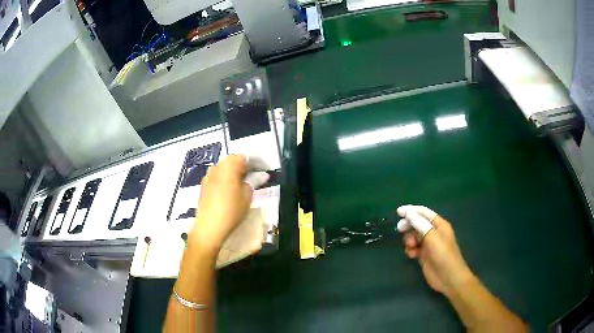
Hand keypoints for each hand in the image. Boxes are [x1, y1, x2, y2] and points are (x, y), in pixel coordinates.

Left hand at [188, 154, 268, 253]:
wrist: (209, 227)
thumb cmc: (231, 210)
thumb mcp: (247, 196)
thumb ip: (254, 181)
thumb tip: (262, 174)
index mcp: (229, 165)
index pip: (245, 157)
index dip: (257, 162)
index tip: (266, 169)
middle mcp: (217, 167)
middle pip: (233, 161)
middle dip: (245, 166)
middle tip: (257, 176)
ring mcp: (208, 176)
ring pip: (224, 168)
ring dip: (235, 172)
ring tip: (244, 183)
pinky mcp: (204, 186)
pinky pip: (218, 177)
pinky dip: (226, 179)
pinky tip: (231, 189)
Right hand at [397, 205, 473, 295]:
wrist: (448, 277)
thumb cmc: (443, 254)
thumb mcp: (432, 237)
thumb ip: (420, 224)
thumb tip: (409, 212)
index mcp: (439, 224)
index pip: (424, 213)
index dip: (411, 210)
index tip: (398, 212)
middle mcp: (434, 232)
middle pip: (417, 224)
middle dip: (409, 225)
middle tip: (400, 229)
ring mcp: (429, 244)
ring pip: (414, 236)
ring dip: (409, 239)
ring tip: (410, 246)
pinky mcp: (424, 255)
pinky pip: (414, 248)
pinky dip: (410, 250)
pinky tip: (411, 255)